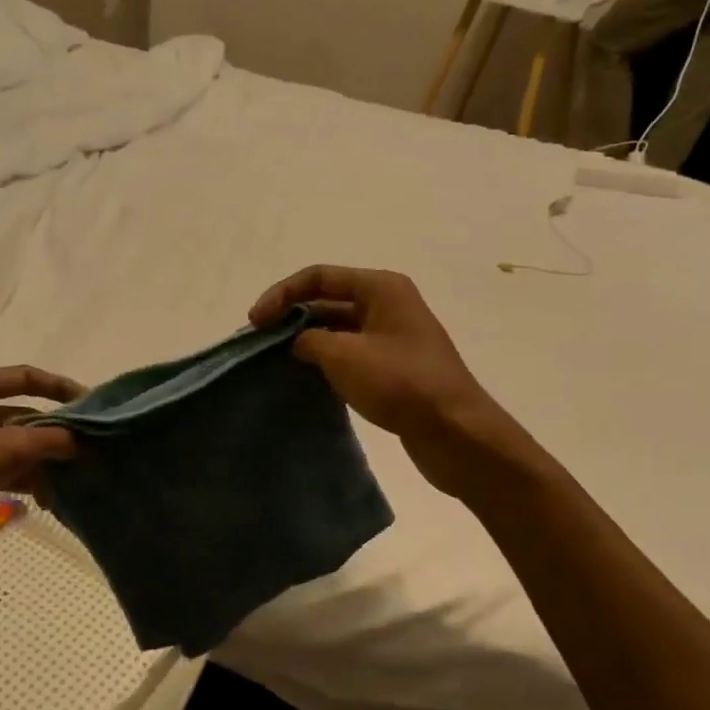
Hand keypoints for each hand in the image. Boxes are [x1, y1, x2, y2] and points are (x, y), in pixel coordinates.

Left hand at [0, 366, 82, 529]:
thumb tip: (84, 441)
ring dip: (37, 460)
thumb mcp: (6, 450)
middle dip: (51, 434)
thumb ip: (50, 441)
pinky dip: (17, 476)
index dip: (60, 387)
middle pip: (19, 413)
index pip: (25, 376)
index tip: (89, 404)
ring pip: (8, 443)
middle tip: (83, 449)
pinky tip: (42, 498)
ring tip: (66, 482)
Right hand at [250, 266, 524, 496]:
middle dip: (291, 317)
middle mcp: (387, 304)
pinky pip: (348, 353)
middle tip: (259, 343)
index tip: (255, 323)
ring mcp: (391, 336)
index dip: (281, 294)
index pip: (318, 277)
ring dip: (305, 340)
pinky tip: (303, 377)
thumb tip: (296, 342)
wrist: (455, 432)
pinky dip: (323, 360)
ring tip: (274, 361)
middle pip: (326, 300)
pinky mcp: (392, 366)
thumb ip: (308, 339)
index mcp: (380, 287)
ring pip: (336, 328)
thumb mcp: (343, 355)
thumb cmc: (400, 383)